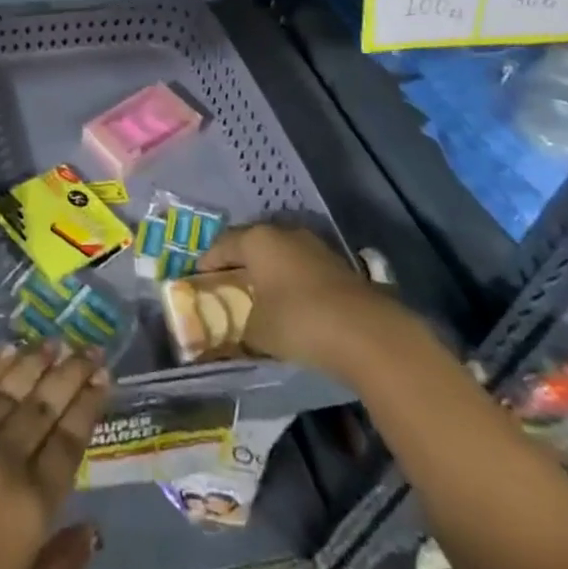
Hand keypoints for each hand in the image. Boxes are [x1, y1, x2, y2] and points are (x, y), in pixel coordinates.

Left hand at [0, 344, 108, 568]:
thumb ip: (64, 567)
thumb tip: (94, 528)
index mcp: (32, 502)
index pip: (68, 440)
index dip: (88, 404)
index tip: (103, 374)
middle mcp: (4, 457)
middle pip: (43, 405)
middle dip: (69, 372)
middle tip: (89, 346)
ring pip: (8, 389)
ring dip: (33, 361)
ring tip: (53, 340)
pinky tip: (5, 352)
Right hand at [196, 223, 413, 377]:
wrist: (368, 333)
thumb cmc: (299, 321)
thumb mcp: (257, 332)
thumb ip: (239, 329)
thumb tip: (232, 335)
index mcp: (257, 239)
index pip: (222, 244)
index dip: (208, 262)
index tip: (199, 279)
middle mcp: (284, 233)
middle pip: (253, 244)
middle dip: (240, 263)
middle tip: (229, 285)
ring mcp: (315, 247)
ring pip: (281, 255)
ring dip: (270, 272)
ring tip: (261, 296)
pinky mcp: (339, 266)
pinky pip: (304, 269)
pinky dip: (293, 282)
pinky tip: (292, 304)